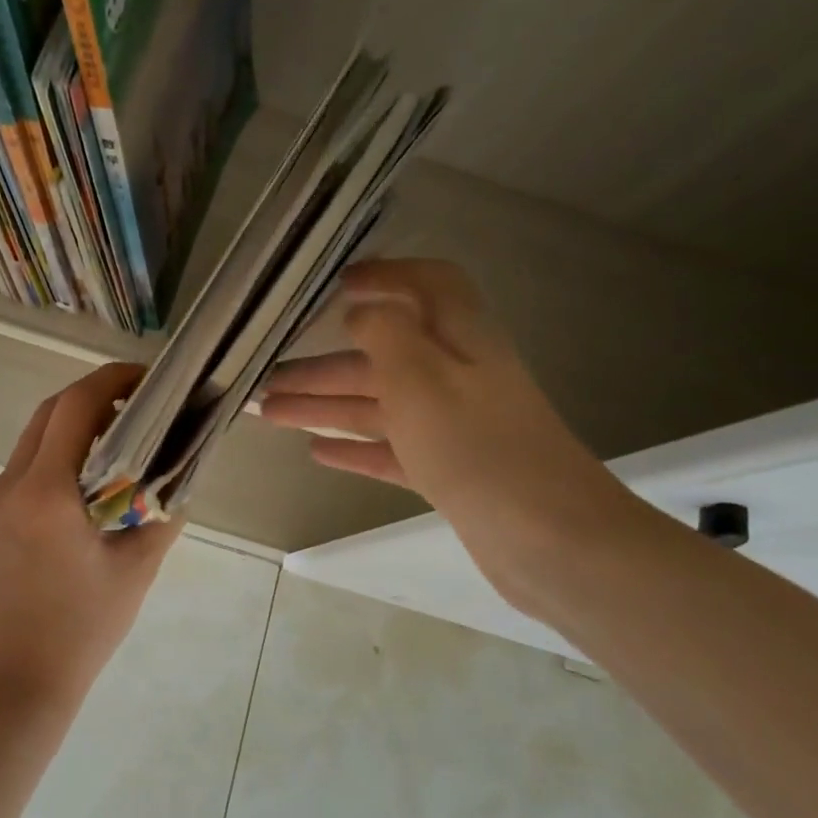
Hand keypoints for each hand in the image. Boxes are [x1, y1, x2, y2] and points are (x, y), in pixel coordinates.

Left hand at [0, 362, 182, 716]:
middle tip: (136, 405)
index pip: (75, 407)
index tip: (144, 378)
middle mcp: (6, 487)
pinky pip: (20, 472)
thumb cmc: (84, 628)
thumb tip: (183, 471)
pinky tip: (80, 487)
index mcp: (44, 494)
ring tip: (115, 443)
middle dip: (93, 397)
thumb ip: (163, 511)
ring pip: (31, 441)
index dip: (111, 380)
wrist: (17, 683)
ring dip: (71, 429)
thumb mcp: (137, 568)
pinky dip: (52, 460)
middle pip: (49, 414)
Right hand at [259, 259, 629, 577]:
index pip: (429, 286)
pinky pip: (392, 448)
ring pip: (379, 405)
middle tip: (267, 380)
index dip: (388, 277)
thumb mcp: (422, 376)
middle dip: (324, 365)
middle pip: (383, 356)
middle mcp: (457, 375)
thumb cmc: (477, 445)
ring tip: (268, 413)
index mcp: (460, 339)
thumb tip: (363, 310)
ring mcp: (454, 426)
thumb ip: (387, 333)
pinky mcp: (450, 470)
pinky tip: (316, 451)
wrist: (551, 540)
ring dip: (325, 405)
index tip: (339, 286)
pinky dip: (355, 447)